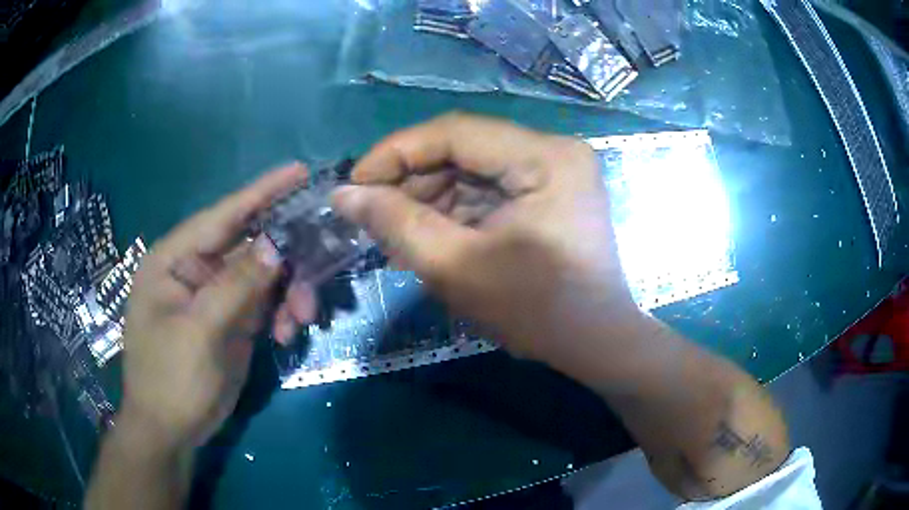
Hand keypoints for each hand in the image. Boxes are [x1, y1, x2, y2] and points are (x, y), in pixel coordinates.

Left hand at [121, 164, 315, 448]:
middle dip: (287, 259)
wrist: (172, 430)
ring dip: (289, 293)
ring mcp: (216, 295)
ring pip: (265, 276)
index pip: (222, 216)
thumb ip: (235, 286)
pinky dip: (283, 313)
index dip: (261, 192)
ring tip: (302, 319)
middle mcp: (196, 270)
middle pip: (250, 246)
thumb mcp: (199, 332)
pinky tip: (288, 334)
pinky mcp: (233, 319)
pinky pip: (266, 303)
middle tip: (317, 274)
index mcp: (175, 260)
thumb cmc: (170, 378)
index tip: (299, 171)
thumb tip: (274, 245)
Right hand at [332, 113, 639, 362]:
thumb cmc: (536, 312)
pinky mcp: (549, 191)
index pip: (454, 131)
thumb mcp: (457, 268)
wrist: (595, 343)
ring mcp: (554, 170)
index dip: (395, 153)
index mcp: (545, 157)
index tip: (353, 185)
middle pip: (463, 148)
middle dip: (411, 182)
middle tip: (371, 216)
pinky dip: (454, 211)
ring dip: (429, 199)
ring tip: (394, 234)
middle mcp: (553, 150)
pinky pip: (489, 189)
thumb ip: (396, 223)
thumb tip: (344, 195)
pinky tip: (427, 236)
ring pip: (472, 170)